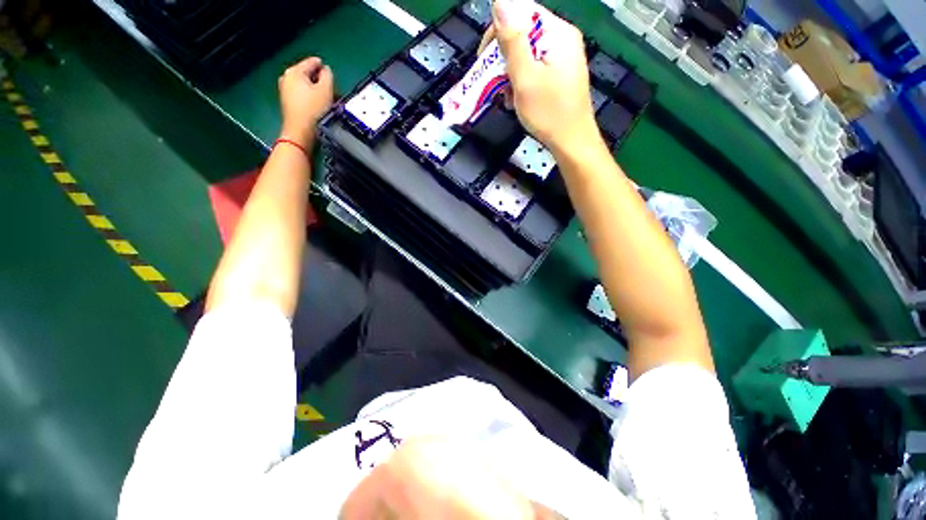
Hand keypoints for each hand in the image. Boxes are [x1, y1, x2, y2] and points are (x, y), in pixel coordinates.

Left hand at [278, 57, 333, 147]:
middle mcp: (287, 78)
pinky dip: (313, 99)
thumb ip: (328, 75)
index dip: (326, 68)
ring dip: (319, 92)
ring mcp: (286, 91)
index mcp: (294, 71)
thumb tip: (326, 70)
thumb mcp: (326, 89)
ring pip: (307, 86)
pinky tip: (320, 107)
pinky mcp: (289, 103)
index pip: (313, 62)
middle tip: (334, 92)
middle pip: (309, 75)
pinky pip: (303, 95)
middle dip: (322, 82)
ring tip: (329, 101)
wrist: (301, 133)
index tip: (334, 78)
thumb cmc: (313, 110)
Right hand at [484, 0, 600, 156]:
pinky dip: (521, 82)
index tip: (484, 59)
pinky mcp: (560, 76)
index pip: (522, 13)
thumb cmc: (549, 113)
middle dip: (503, 58)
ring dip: (510, 74)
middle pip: (524, 35)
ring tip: (504, 96)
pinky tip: (515, 99)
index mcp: (558, 33)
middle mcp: (562, 40)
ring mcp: (563, 59)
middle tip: (493, 83)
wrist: (571, 143)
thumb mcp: (525, 77)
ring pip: (527, 55)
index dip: (498, 32)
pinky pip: (534, 70)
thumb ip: (512, 40)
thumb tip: (500, 1)